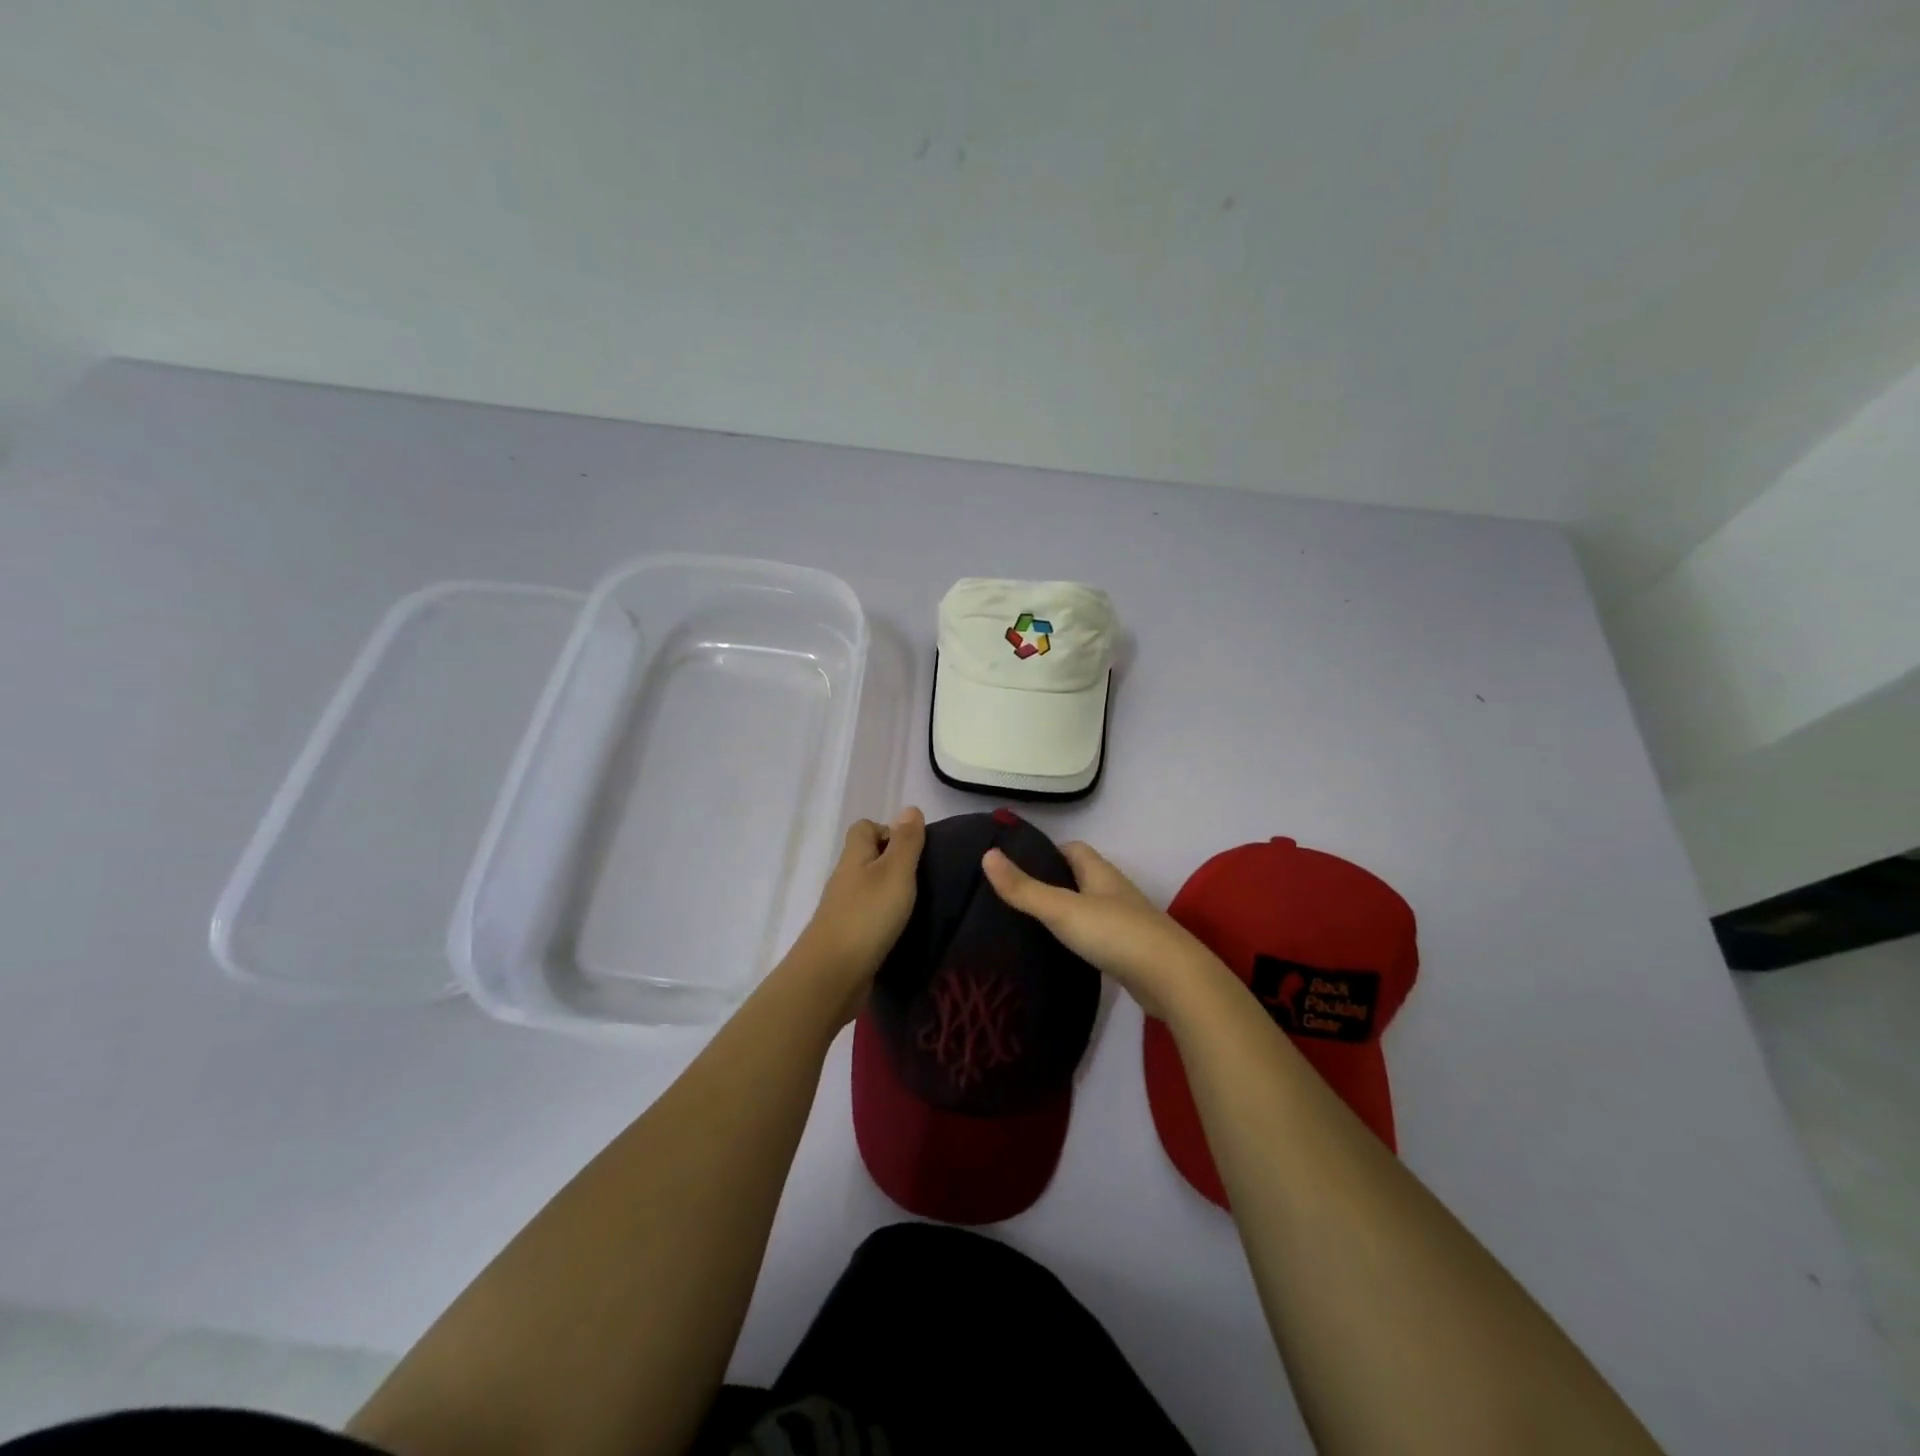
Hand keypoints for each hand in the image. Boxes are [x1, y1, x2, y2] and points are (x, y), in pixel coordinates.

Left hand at [792, 807, 926, 1020]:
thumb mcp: (895, 872)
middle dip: (895, 863)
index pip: (864, 828)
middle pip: (867, 858)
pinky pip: (869, 917)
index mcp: (855, 857)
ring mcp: (844, 910)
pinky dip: (885, 919)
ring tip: (919, 905)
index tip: (914, 849)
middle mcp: (846, 879)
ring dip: (891, 893)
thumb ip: (906, 841)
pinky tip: (903, 930)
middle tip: (924, 878)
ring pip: (869, 889)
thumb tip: (910, 809)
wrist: (833, 975)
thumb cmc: (867, 916)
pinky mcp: (848, 938)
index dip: (888, 831)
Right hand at [981, 840, 1230, 1020]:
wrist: (1172, 979)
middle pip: (1081, 878)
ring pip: (1090, 909)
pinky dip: (1080, 941)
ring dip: (1067, 913)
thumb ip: (1024, 888)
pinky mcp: (1131, 953)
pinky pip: (1099, 938)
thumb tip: (987, 855)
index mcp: (1100, 873)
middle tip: (1016, 897)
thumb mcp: (1062, 908)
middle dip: (1053, 883)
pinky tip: (1062, 955)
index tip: (1017, 864)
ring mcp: (1126, 923)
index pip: (1073, 850)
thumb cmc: (1114, 933)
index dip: (1047, 852)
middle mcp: (1115, 892)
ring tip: (1031, 927)